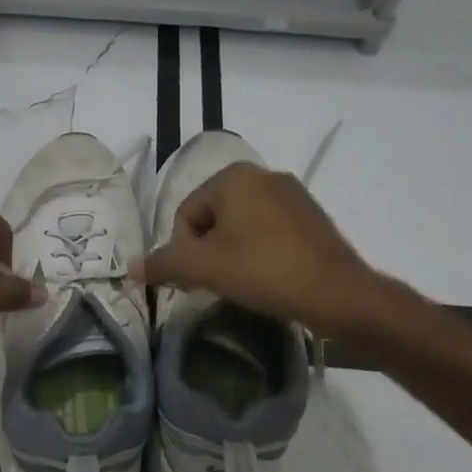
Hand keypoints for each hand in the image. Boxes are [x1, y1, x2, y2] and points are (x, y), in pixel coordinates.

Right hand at [133, 162, 372, 337]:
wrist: (340, 295)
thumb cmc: (265, 271)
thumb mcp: (205, 268)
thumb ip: (165, 264)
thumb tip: (131, 267)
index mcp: (234, 177)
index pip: (186, 214)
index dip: (182, 251)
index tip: (195, 282)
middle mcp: (264, 175)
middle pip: (213, 217)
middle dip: (206, 252)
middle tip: (213, 286)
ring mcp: (293, 195)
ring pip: (241, 226)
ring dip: (231, 254)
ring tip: (240, 285)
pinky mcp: (312, 218)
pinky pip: (269, 232)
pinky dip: (259, 253)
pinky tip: (266, 279)